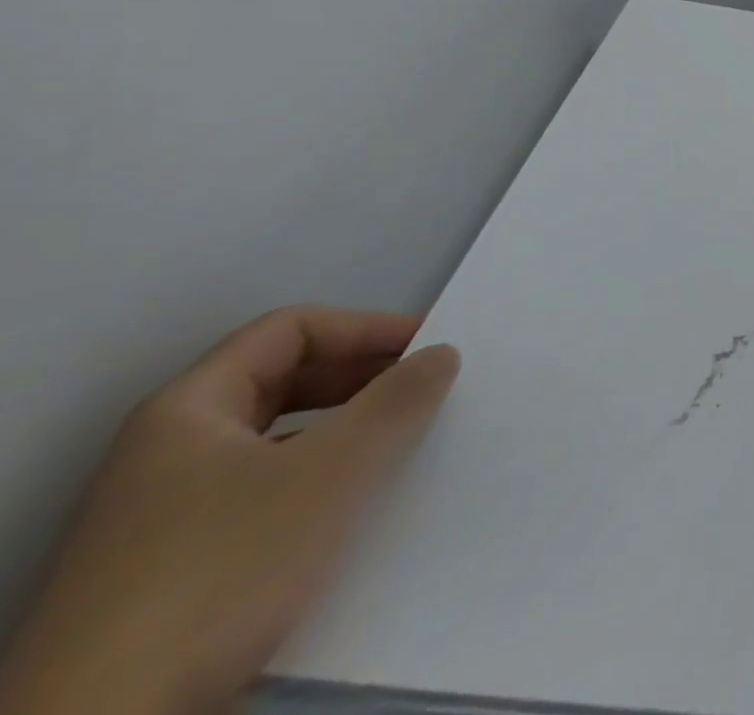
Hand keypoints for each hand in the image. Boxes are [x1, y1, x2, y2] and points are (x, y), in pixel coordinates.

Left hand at [0, 306, 459, 714]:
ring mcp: (162, 519)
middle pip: (283, 382)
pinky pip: (264, 498)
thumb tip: (441, 352)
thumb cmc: (220, 571)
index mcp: (187, 411)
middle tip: (427, 389)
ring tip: (406, 445)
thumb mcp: (330, 473)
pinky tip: (356, 512)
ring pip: (277, 443)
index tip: (430, 347)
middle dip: (362, 379)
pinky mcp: (171, 576)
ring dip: (347, 433)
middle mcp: (167, 453)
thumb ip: (396, 401)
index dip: (366, 327)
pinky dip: (319, 486)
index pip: (291, 329)